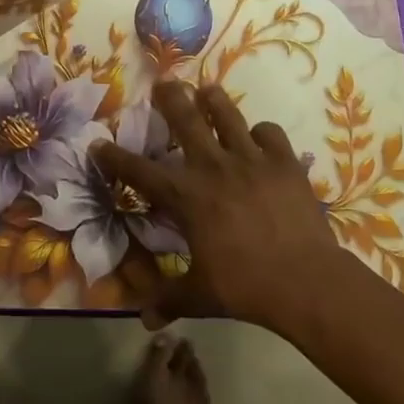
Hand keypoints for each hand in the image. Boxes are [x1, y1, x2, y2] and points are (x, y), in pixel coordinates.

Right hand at [92, 80, 355, 334]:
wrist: (304, 280)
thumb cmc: (245, 287)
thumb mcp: (201, 296)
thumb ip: (169, 299)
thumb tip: (144, 321)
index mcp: (187, 196)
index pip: (140, 172)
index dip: (114, 157)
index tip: (98, 143)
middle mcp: (213, 167)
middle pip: (185, 120)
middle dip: (169, 98)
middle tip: (162, 82)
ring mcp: (250, 159)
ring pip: (227, 114)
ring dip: (213, 100)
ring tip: (207, 90)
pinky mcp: (283, 161)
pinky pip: (269, 132)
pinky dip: (261, 133)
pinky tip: (259, 139)